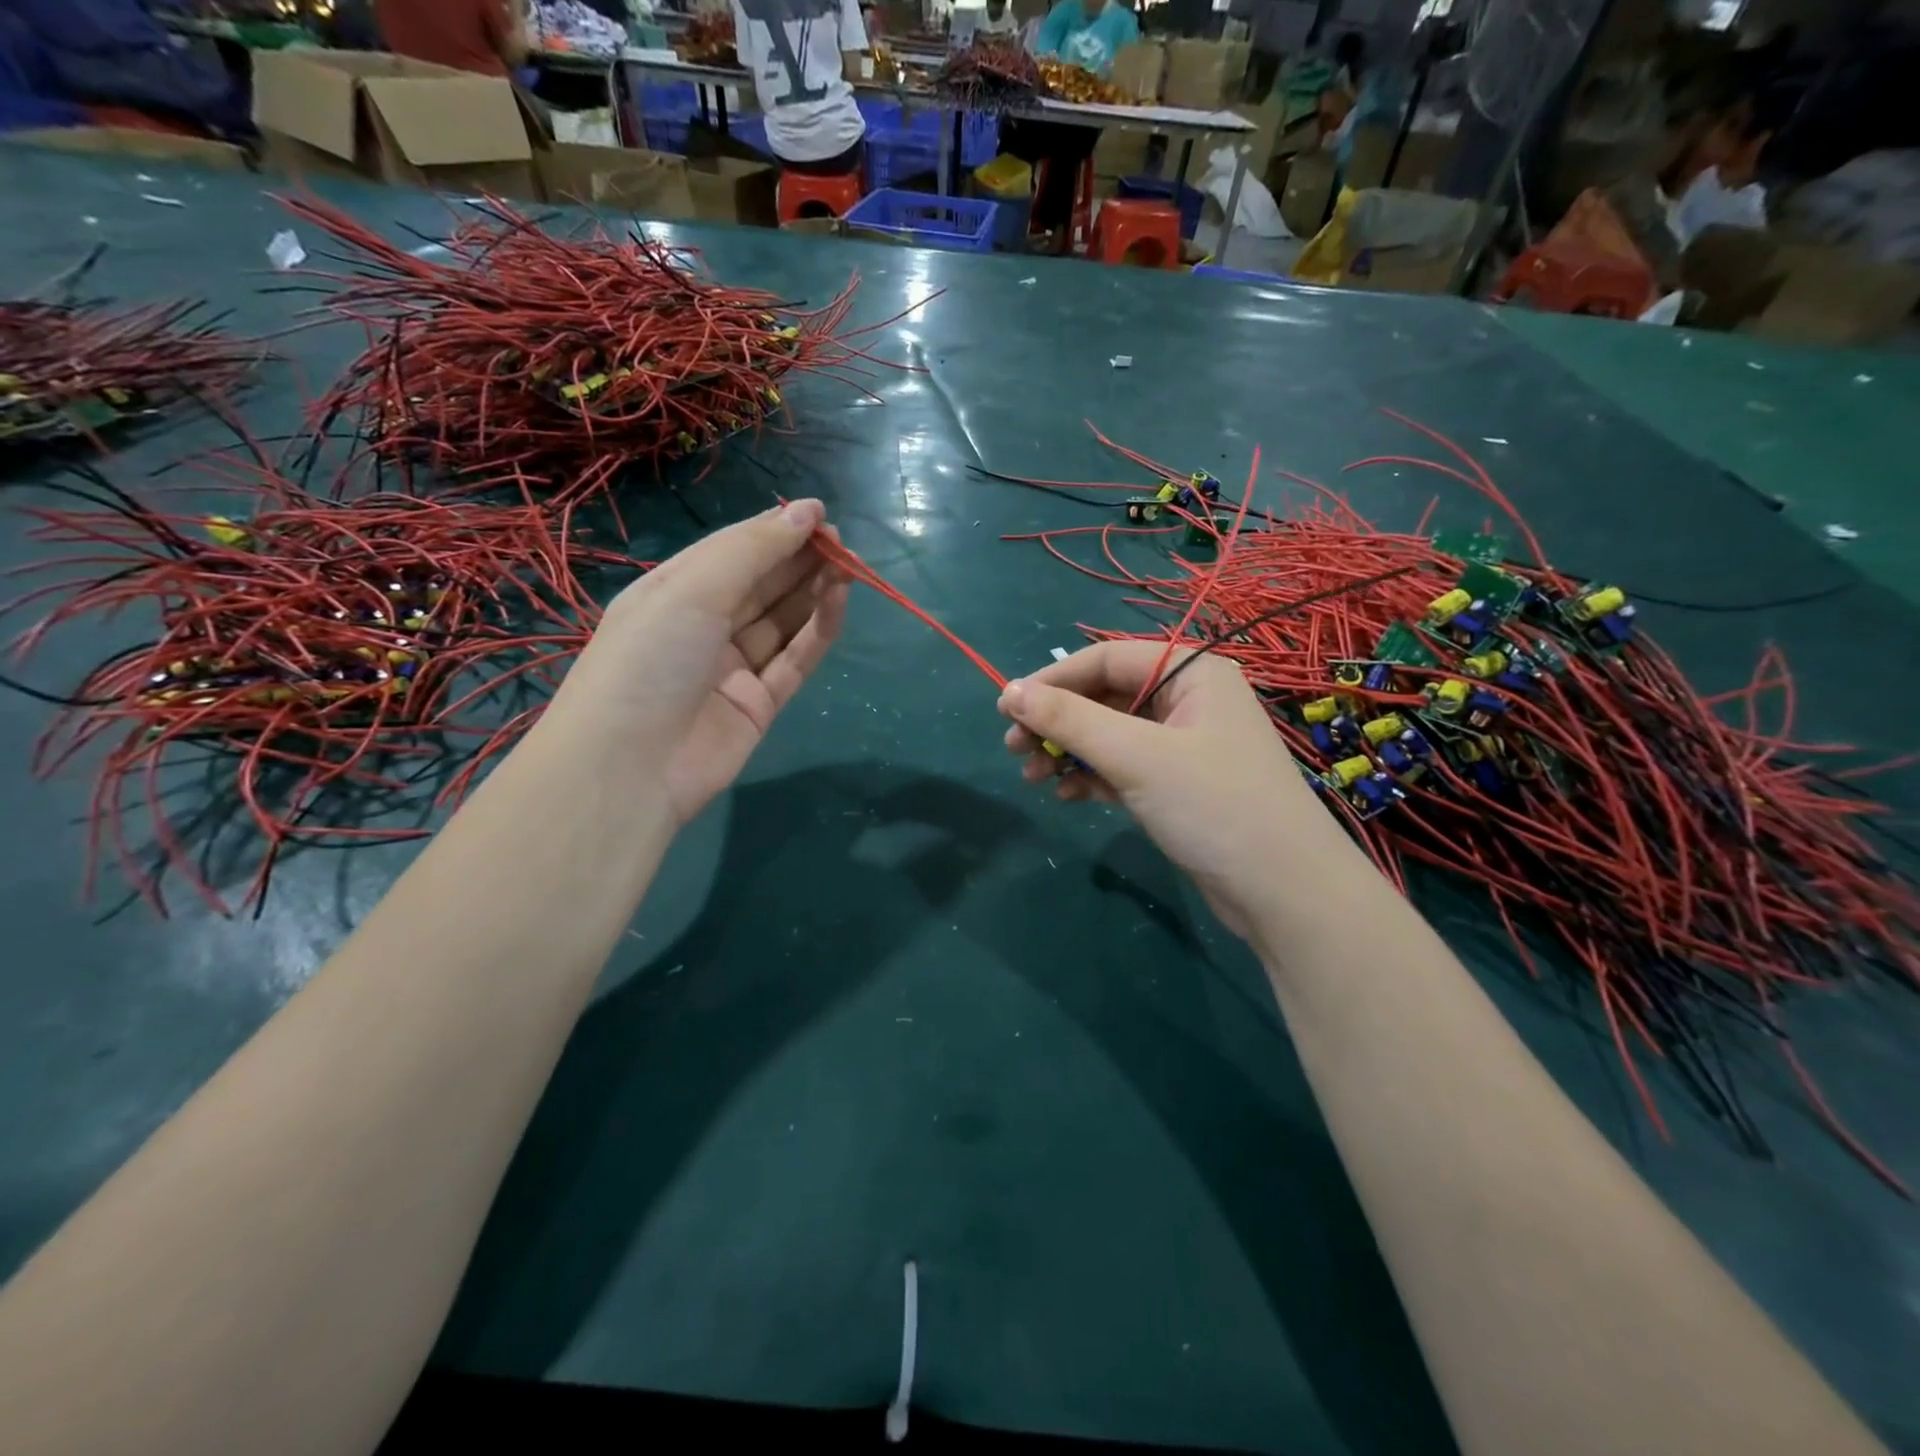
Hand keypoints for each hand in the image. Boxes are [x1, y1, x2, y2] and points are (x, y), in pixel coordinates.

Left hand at [546, 500, 847, 826]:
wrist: (629, 767)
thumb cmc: (649, 660)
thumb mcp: (693, 589)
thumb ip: (754, 549)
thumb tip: (808, 511)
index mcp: (673, 592)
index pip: (732, 552)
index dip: (776, 530)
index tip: (821, 514)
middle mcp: (702, 626)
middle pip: (761, 585)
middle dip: (800, 559)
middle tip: (842, 541)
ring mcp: (732, 668)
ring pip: (783, 621)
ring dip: (814, 591)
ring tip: (848, 566)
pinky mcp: (759, 704)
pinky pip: (794, 659)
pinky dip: (818, 630)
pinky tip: (839, 601)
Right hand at [997, 642, 1333, 937]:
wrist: (1283, 893)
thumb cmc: (1212, 805)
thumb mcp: (1135, 756)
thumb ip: (1069, 721)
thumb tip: (1008, 692)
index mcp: (1190, 672)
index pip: (1106, 659)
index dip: (1052, 680)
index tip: (1005, 708)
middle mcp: (1188, 700)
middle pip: (1105, 698)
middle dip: (1057, 723)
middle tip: (1013, 750)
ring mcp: (1184, 745)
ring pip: (1110, 736)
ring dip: (1069, 753)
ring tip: (1032, 778)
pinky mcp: (1179, 786)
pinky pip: (1124, 768)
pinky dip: (1093, 777)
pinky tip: (1065, 795)